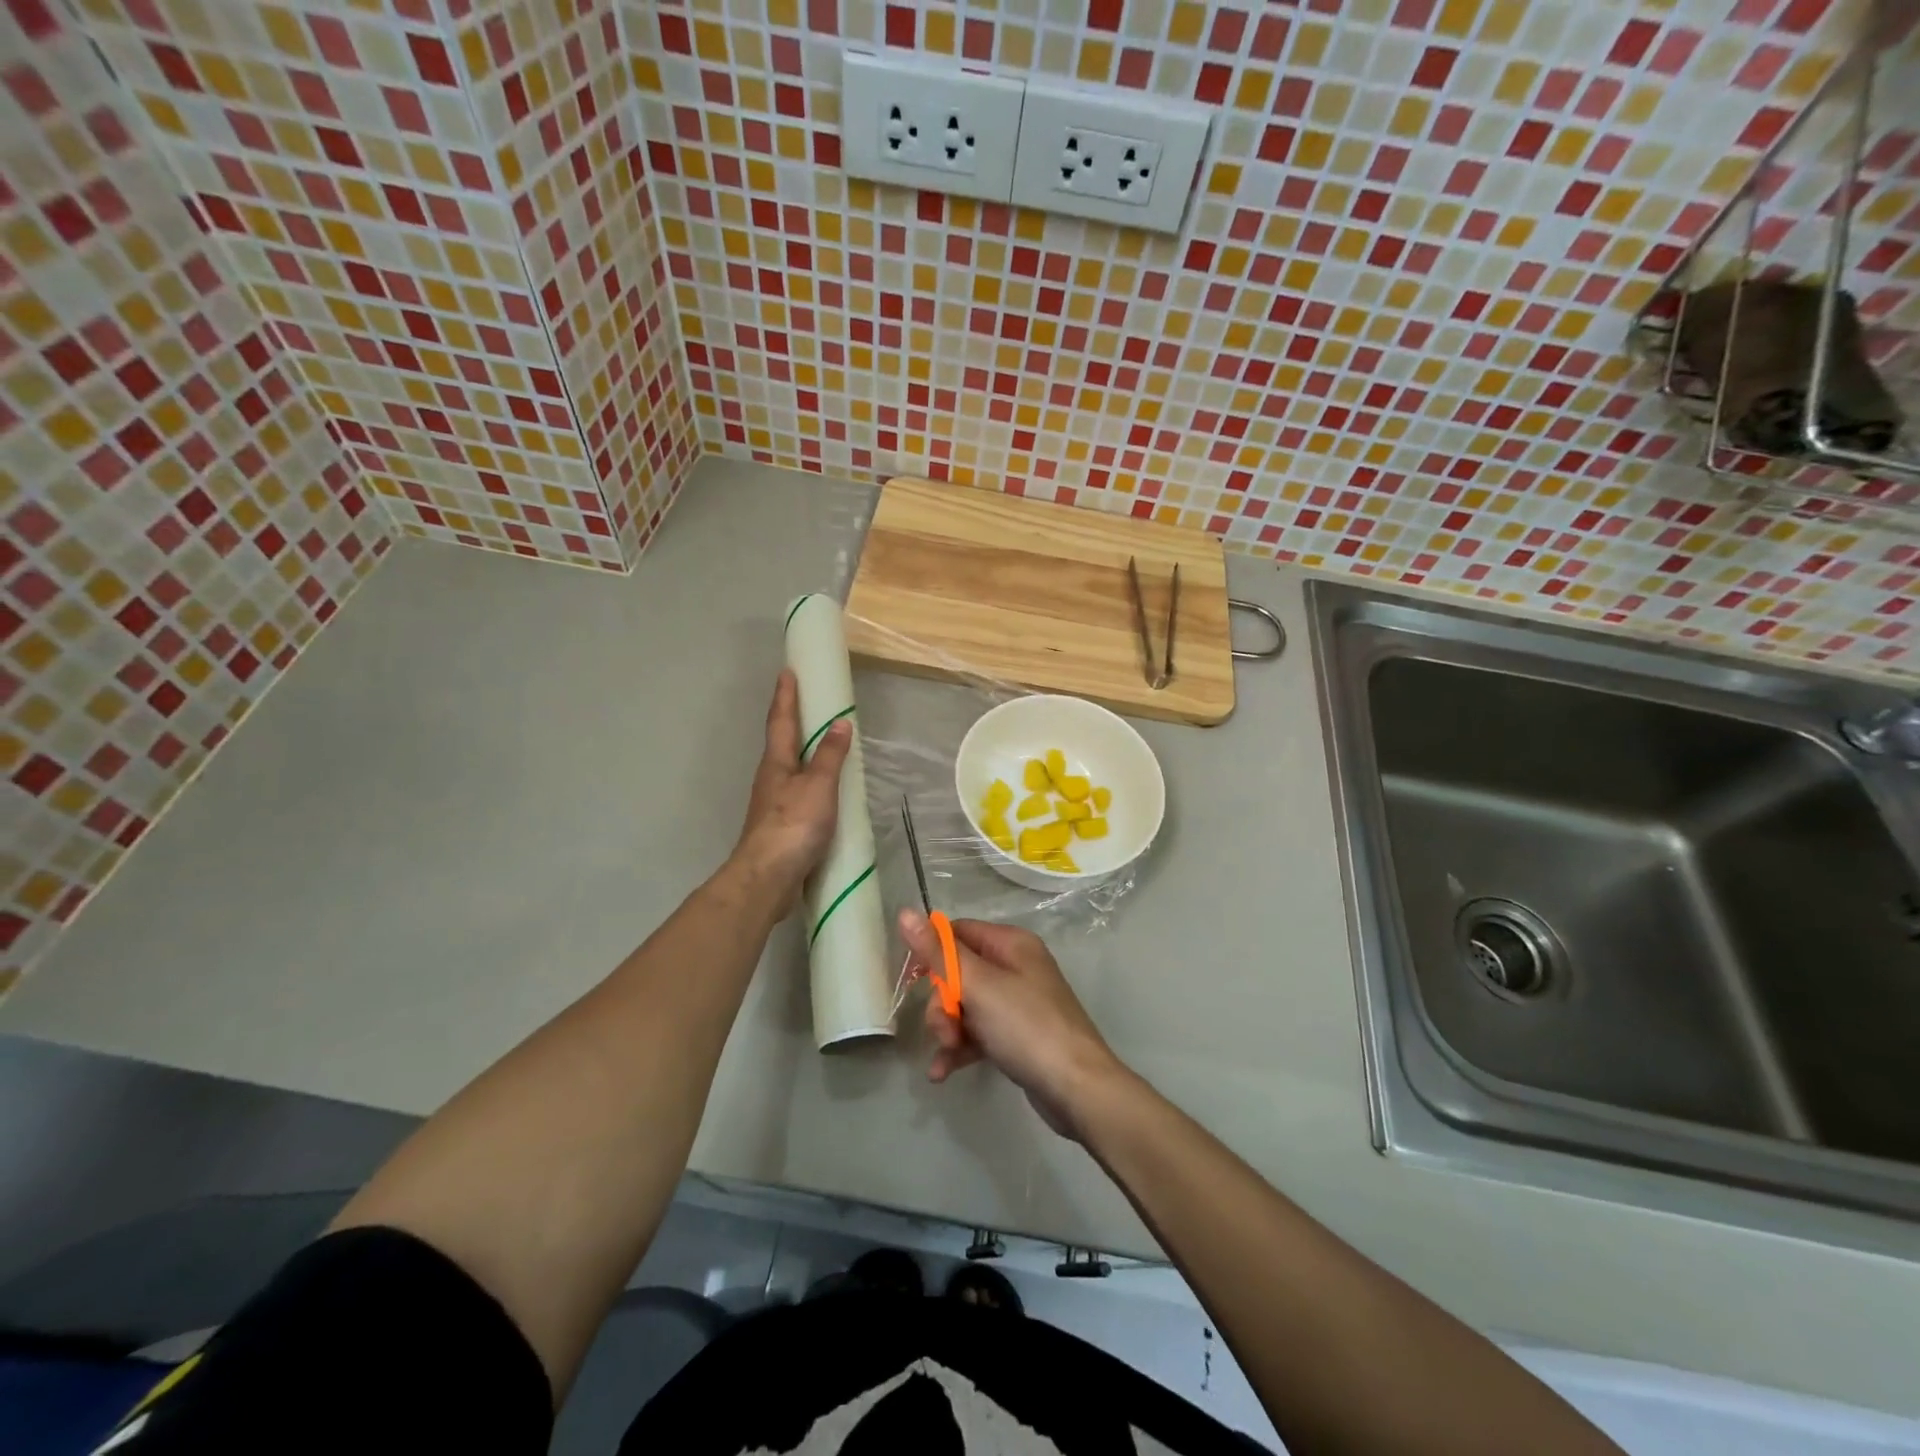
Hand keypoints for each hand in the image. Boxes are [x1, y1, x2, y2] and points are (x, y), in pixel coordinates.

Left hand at [735, 669, 851, 916]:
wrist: (767, 877)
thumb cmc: (793, 825)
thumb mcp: (819, 786)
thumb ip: (830, 756)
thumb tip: (839, 723)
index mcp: (777, 763)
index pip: (782, 721)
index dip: (786, 696)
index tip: (787, 672)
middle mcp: (771, 778)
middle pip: (781, 742)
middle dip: (792, 721)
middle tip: (806, 702)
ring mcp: (773, 803)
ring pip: (788, 768)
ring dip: (801, 752)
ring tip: (819, 743)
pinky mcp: (780, 826)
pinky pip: (797, 792)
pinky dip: (809, 781)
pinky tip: (822, 790)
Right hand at [899, 912, 1129, 1141]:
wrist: (1076, 1088)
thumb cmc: (1026, 1026)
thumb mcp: (977, 985)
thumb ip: (938, 951)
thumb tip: (904, 912)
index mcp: (1011, 943)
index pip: (958, 932)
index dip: (932, 953)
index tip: (914, 980)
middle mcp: (1016, 966)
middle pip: (959, 972)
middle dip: (942, 1002)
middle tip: (943, 1028)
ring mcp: (1018, 1003)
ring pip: (966, 1006)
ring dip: (948, 1029)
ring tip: (948, 1052)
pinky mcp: (1017, 1036)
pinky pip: (978, 1033)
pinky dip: (960, 1049)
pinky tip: (942, 1072)